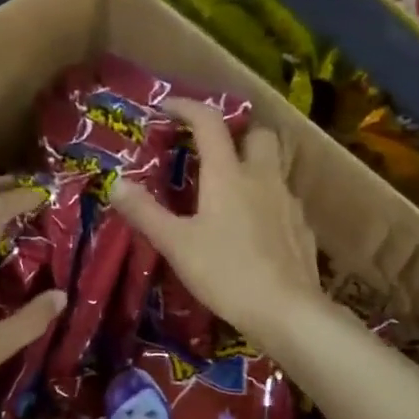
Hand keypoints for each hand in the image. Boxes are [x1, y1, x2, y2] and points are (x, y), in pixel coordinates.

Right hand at [110, 100, 321, 346]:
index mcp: (228, 174)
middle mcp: (263, 177)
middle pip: (258, 134)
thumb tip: (115, 183)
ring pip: (277, 166)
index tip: (167, 107)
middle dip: (238, 132)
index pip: (209, 123)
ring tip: (234, 187)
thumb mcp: (176, 245)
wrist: (286, 310)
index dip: (187, 107)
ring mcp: (289, 202)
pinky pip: (285, 200)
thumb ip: (145, 213)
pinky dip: (269, 200)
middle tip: (215, 149)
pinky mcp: (303, 228)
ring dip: (256, 164)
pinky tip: (257, 226)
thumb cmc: (226, 273)